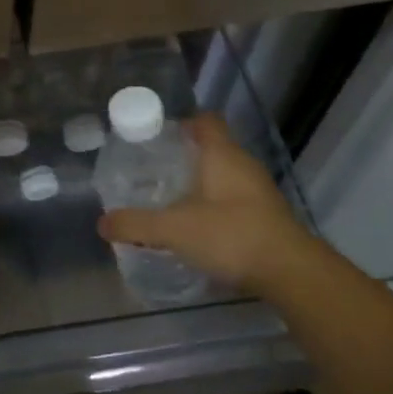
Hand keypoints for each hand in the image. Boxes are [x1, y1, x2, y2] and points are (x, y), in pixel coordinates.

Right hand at [98, 113, 317, 290]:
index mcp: (222, 154)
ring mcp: (258, 191)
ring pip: (224, 175)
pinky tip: (196, 225)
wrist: (291, 273)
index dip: (182, 123)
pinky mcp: (266, 216)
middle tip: (152, 170)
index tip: (156, 136)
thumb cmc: (231, 235)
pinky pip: (234, 199)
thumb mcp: (173, 229)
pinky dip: (214, 205)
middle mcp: (242, 165)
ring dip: (200, 182)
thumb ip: (136, 224)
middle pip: (212, 147)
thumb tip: (102, 223)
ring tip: (169, 198)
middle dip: (184, 156)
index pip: (205, 120)